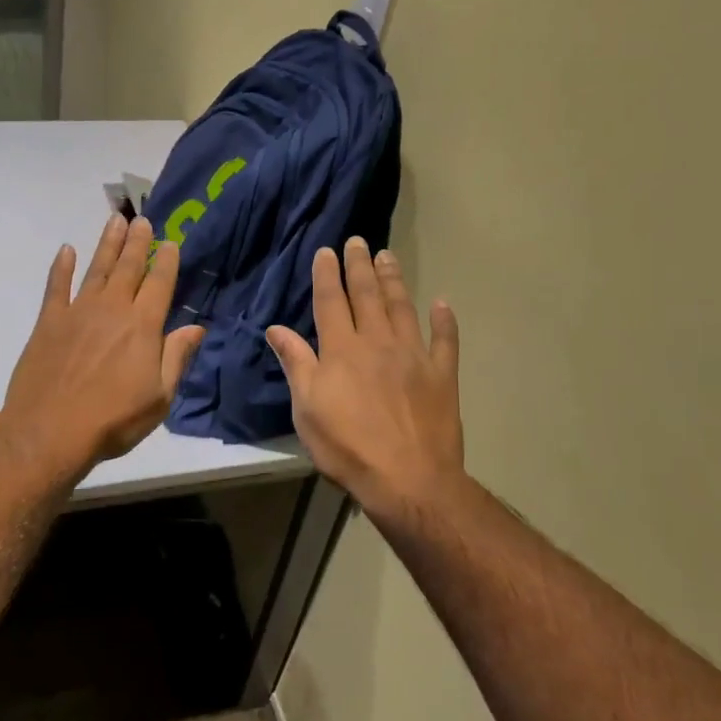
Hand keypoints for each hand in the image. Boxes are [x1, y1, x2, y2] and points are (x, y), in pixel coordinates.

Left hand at [0, 214, 206, 475]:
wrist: (49, 431)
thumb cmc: (113, 420)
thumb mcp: (159, 398)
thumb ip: (176, 358)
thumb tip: (196, 327)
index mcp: (143, 326)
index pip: (160, 284)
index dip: (167, 261)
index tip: (171, 242)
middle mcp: (112, 309)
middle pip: (129, 267)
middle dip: (138, 242)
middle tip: (142, 219)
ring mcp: (78, 312)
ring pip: (97, 269)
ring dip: (108, 244)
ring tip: (116, 221)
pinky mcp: (49, 321)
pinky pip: (56, 286)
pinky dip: (61, 267)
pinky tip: (65, 250)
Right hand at [265, 237, 463, 519]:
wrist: (408, 479)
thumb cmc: (347, 446)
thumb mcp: (306, 409)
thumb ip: (296, 364)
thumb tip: (276, 328)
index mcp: (341, 350)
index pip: (331, 302)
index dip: (327, 275)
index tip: (327, 251)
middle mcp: (377, 342)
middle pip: (367, 296)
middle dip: (360, 266)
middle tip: (359, 241)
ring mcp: (413, 356)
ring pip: (402, 308)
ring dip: (394, 280)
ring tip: (388, 256)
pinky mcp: (441, 376)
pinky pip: (445, 341)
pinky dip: (444, 321)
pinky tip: (442, 304)